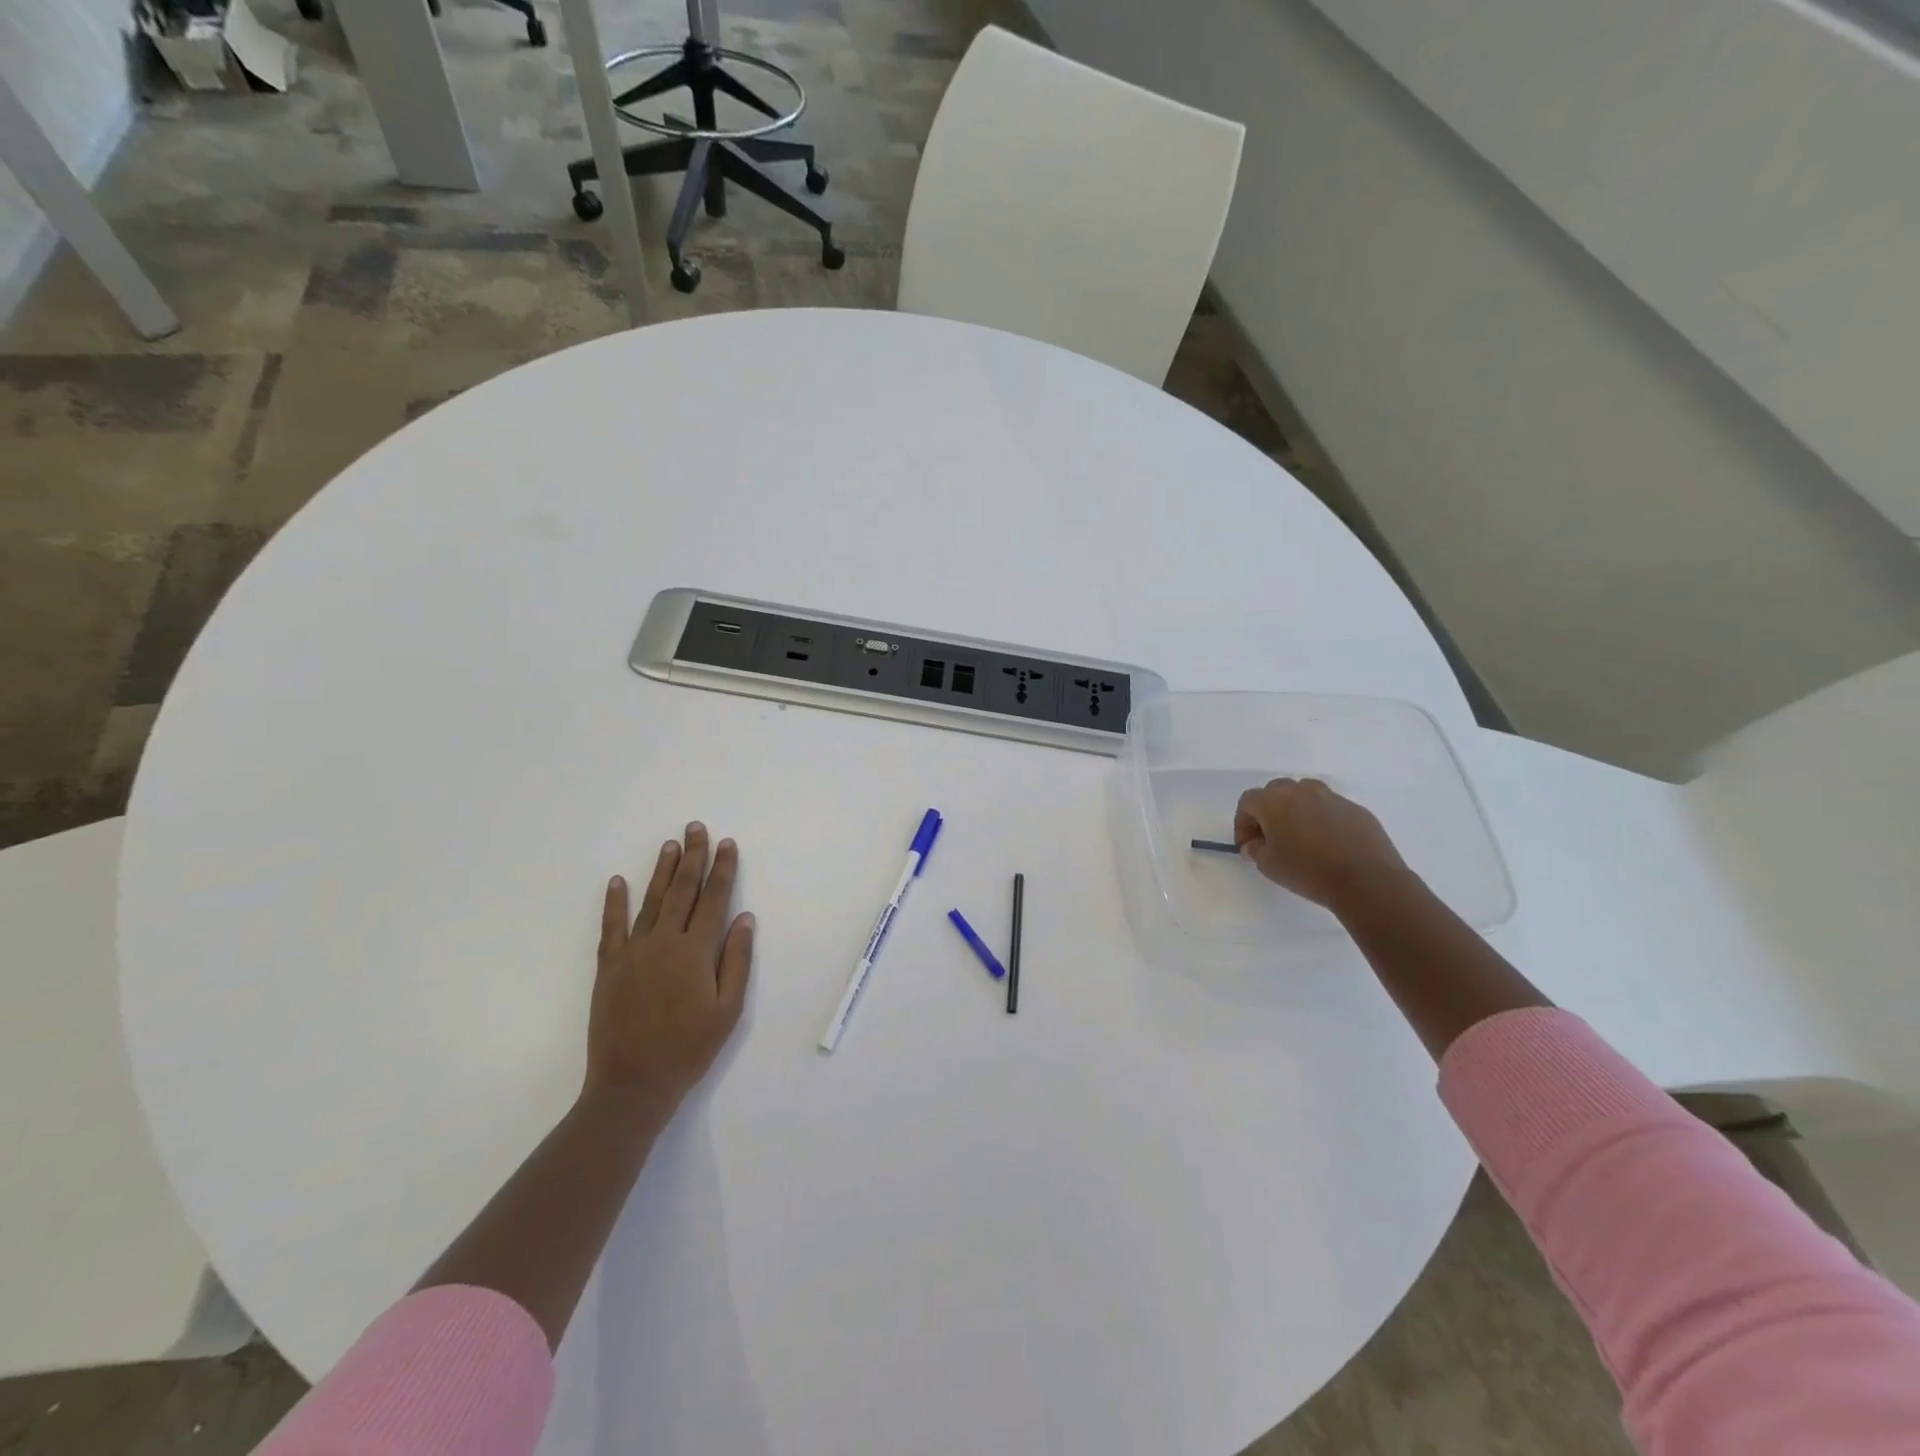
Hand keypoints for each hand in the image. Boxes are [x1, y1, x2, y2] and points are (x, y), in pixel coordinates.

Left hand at [585, 822, 753, 1113]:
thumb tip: (744, 917)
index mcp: (696, 952)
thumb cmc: (689, 1049)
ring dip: (662, 871)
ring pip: (650, 901)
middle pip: (682, 891)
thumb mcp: (728, 1010)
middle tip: (696, 827)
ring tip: (671, 844)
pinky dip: (614, 903)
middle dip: (693, 857)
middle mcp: (664, 942)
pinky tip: (618, 881)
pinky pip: (611, 927)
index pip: (713, 899)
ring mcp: (633, 952)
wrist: (632, 1085)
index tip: (727, 843)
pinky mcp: (609, 968)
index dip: (722, 869)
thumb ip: (736, 960)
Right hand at [1233, 778, 1409, 909]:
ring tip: (1300, 836)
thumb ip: (1255, 849)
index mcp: (1274, 801)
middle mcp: (1301, 791)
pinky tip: (1328, 843)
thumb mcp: (1268, 866)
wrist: (1366, 881)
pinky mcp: (1355, 809)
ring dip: (1296, 809)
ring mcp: (1331, 797)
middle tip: (1270, 838)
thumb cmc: (1308, 871)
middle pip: (1275, 791)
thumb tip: (1255, 843)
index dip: (1242, 823)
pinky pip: (1330, 807)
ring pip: (1304, 794)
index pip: (1248, 801)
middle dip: (1268, 811)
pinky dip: (1322, 819)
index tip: (1247, 845)